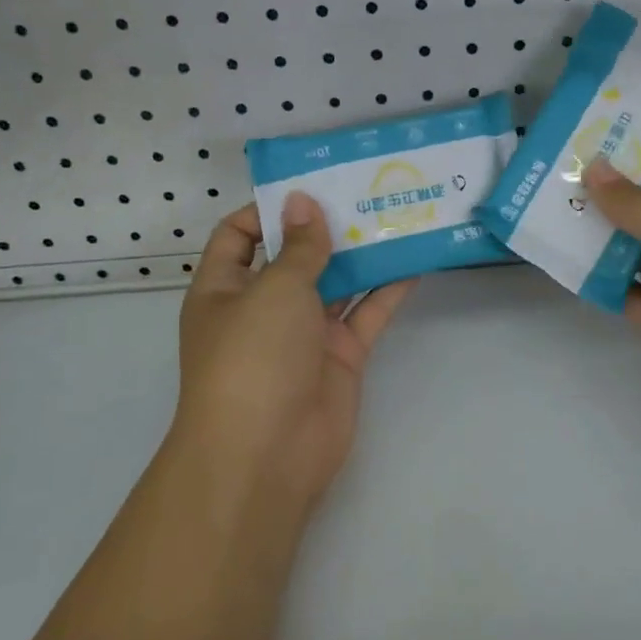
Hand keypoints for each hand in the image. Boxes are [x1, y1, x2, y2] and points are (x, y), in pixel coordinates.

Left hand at [170, 192, 414, 516]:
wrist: (267, 454)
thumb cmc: (253, 357)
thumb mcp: (273, 289)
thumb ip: (299, 246)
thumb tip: (303, 202)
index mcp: (226, 288)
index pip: (240, 234)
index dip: (270, 208)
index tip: (311, 185)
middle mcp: (263, 307)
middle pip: (296, 256)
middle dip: (327, 225)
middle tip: (367, 189)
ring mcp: (304, 333)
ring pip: (336, 282)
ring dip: (362, 253)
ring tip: (397, 213)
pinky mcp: (340, 356)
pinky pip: (365, 314)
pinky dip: (388, 289)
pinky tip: (414, 259)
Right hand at [581, 162, 640, 443]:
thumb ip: (639, 206)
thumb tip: (595, 168)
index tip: (606, 152)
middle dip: (619, 201)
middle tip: (569, 177)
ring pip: (640, 257)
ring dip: (605, 239)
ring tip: (559, 211)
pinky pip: (628, 295)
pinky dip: (602, 281)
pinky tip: (568, 261)